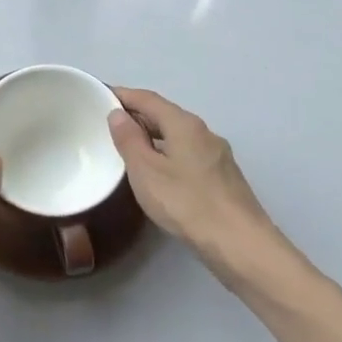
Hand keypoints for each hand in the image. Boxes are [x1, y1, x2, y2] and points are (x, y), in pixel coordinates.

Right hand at [107, 88, 275, 267]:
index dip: (122, 95)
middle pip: (165, 114)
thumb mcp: (146, 171)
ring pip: (178, 136)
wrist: (242, 246)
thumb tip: (118, 114)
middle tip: (108, 124)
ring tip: (129, 148)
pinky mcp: (224, 178)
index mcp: (184, 124)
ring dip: (153, 136)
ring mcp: (218, 155)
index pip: (148, 98)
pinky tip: (159, 173)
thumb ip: (129, 139)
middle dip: (137, 115)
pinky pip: (188, 154)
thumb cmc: (187, 204)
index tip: (99, 96)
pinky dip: (168, 154)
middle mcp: (204, 132)